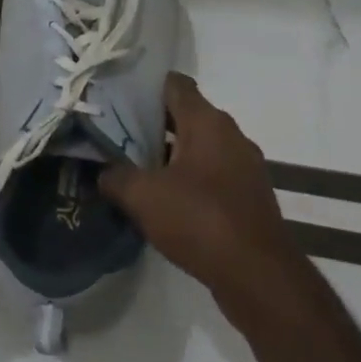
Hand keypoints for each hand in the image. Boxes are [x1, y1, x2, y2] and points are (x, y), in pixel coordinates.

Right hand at [98, 73, 304, 317]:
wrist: (258, 277)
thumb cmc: (199, 219)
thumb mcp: (142, 195)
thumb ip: (114, 175)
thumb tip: (102, 170)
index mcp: (207, 122)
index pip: (174, 84)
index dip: (144, 85)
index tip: (115, 96)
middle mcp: (230, 136)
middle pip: (185, 115)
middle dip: (151, 121)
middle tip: (114, 131)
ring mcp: (244, 168)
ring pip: (198, 146)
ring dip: (168, 152)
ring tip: (132, 164)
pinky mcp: (247, 197)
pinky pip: (210, 174)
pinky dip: (186, 178)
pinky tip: (161, 197)